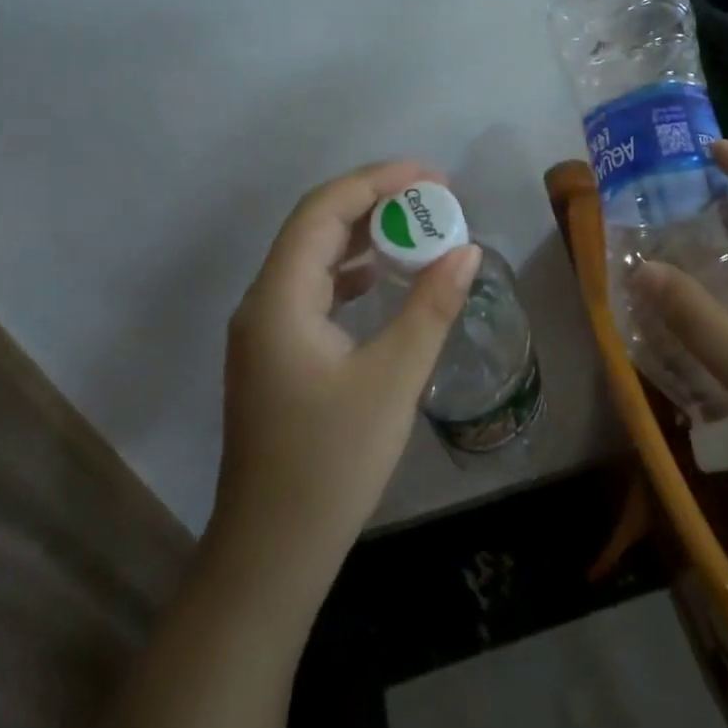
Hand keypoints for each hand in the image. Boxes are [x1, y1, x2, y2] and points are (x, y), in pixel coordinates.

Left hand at [209, 161, 480, 612]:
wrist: (272, 550)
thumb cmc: (332, 463)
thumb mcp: (392, 380)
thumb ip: (430, 307)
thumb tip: (465, 250)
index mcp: (279, 299)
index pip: (323, 211)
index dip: (376, 182)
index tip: (430, 177)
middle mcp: (261, 303)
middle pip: (313, 227)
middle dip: (372, 203)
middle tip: (432, 199)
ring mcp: (263, 331)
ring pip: (311, 259)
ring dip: (360, 237)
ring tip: (416, 229)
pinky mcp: (274, 355)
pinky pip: (311, 290)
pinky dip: (349, 273)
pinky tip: (381, 280)